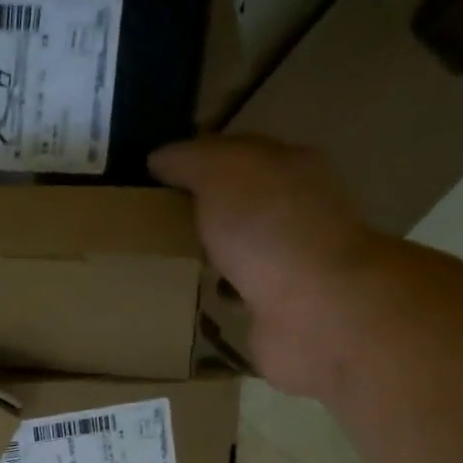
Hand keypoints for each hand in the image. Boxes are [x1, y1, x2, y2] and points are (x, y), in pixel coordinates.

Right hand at [151, 137, 381, 396]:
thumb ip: (192, 160)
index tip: (149, 180)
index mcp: (289, 167)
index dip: (193, 161)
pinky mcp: (279, 309)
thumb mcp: (224, 174)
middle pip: (238, 203)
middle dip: (199, 212)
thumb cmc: (269, 229)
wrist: (315, 308)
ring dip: (208, 256)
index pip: (235, 153)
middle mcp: (295, 210)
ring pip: (238, 251)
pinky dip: (217, 297)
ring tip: (161, 264)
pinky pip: (237, 295)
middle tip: (147, 225)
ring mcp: (290, 262)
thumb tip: (159, 157)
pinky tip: (188, 301)